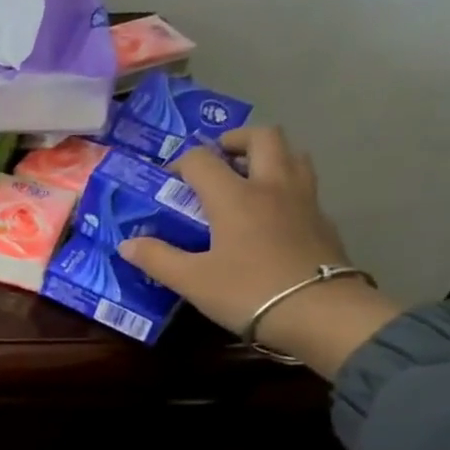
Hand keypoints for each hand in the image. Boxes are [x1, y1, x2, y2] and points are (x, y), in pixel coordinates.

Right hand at [116, 127, 401, 377]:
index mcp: (235, 196)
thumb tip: (127, 244)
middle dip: (236, 139)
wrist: (318, 312)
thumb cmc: (247, 291)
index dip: (181, 163)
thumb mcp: (191, 280)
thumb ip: (156, 258)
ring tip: (248, 177)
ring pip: (292, 153)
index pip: (203, 159)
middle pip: (263, 136)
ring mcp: (303, 200)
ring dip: (268, 155)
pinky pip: (304, 185)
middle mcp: (271, 186)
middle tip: (218, 158)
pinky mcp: (322, 220)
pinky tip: (271, 212)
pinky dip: (285, 184)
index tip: (168, 180)